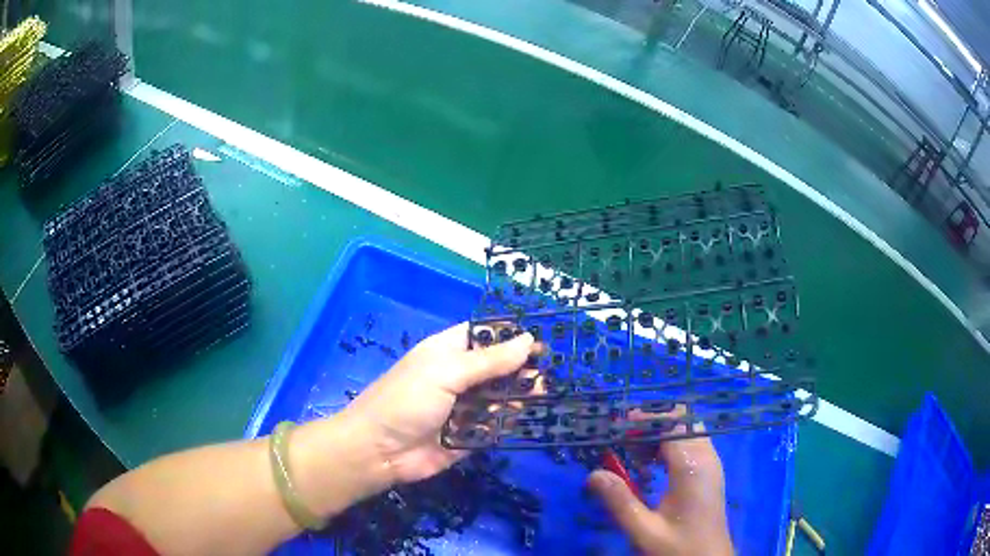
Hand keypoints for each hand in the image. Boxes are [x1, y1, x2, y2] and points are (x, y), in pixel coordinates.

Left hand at [341, 322, 538, 485]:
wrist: (379, 452)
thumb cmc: (407, 401)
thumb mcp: (446, 373)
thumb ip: (488, 360)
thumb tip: (528, 339)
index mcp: (447, 352)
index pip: (483, 335)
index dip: (510, 336)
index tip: (540, 340)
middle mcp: (457, 377)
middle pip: (496, 367)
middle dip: (519, 368)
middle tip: (545, 373)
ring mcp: (463, 407)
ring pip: (498, 396)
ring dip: (517, 394)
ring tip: (540, 393)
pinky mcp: (468, 435)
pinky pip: (494, 425)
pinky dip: (507, 421)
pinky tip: (519, 417)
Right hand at [588, 430, 733, 555]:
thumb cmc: (678, 547)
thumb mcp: (643, 530)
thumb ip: (619, 502)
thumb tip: (594, 474)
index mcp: (692, 468)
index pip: (671, 426)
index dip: (645, 420)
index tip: (617, 426)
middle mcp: (706, 458)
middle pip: (683, 422)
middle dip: (653, 423)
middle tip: (623, 439)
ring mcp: (711, 464)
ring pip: (688, 431)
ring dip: (661, 433)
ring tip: (634, 451)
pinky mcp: (710, 472)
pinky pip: (692, 443)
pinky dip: (671, 444)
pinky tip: (652, 463)